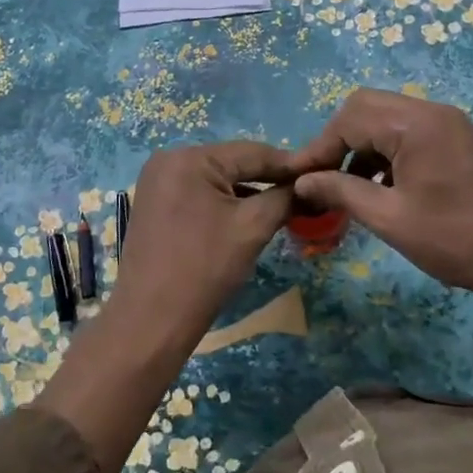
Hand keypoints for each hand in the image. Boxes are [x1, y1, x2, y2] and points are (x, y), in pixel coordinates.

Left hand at [40, 141, 295, 472]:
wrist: (152, 321)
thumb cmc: (205, 269)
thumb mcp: (252, 228)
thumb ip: (284, 198)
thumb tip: (308, 185)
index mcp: (189, 157)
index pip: (252, 152)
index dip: (289, 165)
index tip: (321, 173)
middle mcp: (169, 159)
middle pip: (233, 162)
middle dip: (268, 178)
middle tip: (304, 192)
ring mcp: (157, 181)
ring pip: (216, 178)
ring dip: (247, 191)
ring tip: (283, 204)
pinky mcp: (154, 203)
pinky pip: (199, 192)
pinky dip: (224, 202)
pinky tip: (248, 215)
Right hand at [289, 89, 472, 298]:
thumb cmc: (457, 240)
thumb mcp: (391, 219)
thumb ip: (342, 191)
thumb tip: (302, 181)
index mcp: (415, 124)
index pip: (349, 119)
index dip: (318, 148)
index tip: (296, 178)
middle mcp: (431, 111)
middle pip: (366, 107)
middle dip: (338, 140)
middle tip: (322, 177)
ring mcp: (449, 122)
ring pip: (387, 117)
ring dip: (362, 145)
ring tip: (348, 187)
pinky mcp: (458, 138)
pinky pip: (409, 130)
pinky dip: (387, 151)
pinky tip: (381, 186)